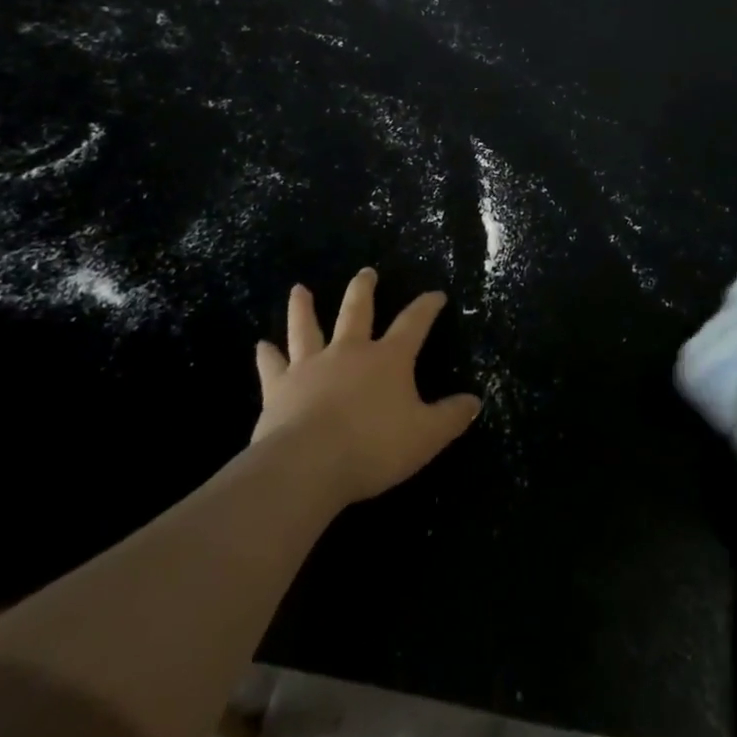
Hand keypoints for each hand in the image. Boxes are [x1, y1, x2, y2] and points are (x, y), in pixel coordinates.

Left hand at [252, 269, 481, 506]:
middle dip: (364, 290)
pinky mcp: (280, 388)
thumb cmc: (374, 447)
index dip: (427, 306)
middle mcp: (350, 351)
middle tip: (367, 272)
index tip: (436, 294)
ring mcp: (311, 366)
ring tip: (299, 289)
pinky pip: (272, 366)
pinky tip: (261, 346)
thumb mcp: (426, 436)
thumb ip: (451, 417)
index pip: (413, 323)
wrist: (309, 464)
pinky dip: (267, 355)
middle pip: (358, 311)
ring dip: (304, 308)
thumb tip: (475, 401)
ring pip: (308, 328)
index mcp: (388, 358)